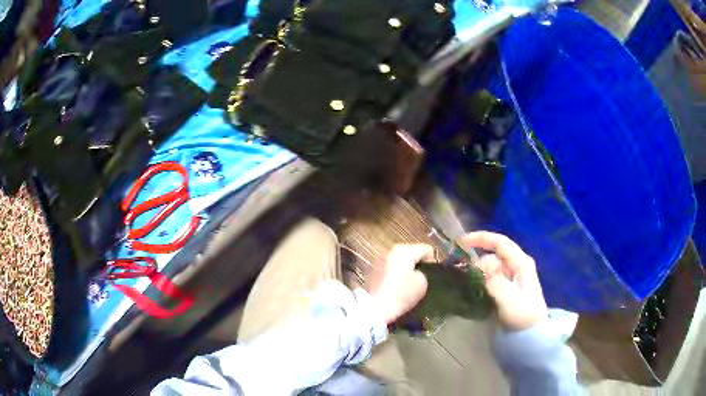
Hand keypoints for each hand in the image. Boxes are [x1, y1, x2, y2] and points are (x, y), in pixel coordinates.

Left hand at [365, 244, 434, 323]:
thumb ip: (424, 273)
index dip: (433, 261)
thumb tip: (416, 272)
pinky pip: (391, 268)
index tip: (435, 274)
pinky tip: (399, 286)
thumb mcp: (422, 283)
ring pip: (400, 261)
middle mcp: (391, 251)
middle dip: (418, 263)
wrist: (376, 308)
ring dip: (407, 268)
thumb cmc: (402, 294)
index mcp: (405, 250)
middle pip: (411, 253)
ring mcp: (381, 260)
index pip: (426, 249)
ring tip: (411, 282)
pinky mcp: (374, 270)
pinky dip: (396, 274)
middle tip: (424, 277)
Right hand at [458, 231, 547, 330]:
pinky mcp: (506, 287)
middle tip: (462, 274)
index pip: (500, 242)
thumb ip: (494, 281)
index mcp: (521, 262)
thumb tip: (479, 266)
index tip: (461, 243)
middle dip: (477, 261)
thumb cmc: (522, 315)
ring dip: (477, 272)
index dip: (480, 238)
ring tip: (465, 282)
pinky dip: (480, 280)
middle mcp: (516, 265)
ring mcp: (511, 276)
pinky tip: (473, 288)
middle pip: (493, 255)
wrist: (530, 334)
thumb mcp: (509, 298)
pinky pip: (490, 277)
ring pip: (490, 267)